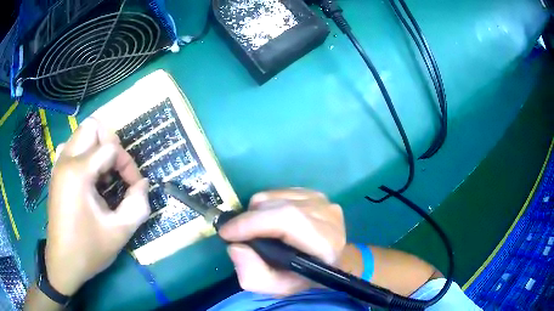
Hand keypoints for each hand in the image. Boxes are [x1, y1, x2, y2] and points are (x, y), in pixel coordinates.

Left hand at [46, 118, 150, 295]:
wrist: (63, 262)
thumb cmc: (88, 249)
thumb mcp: (120, 232)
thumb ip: (138, 205)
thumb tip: (143, 184)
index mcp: (78, 172)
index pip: (111, 148)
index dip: (128, 165)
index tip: (135, 188)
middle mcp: (65, 160)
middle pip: (92, 127)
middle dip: (110, 144)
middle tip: (117, 170)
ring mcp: (58, 165)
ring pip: (81, 134)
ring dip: (96, 147)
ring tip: (103, 174)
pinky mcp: (56, 173)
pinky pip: (71, 147)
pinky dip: (84, 153)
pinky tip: (89, 177)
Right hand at [219, 189, 345, 295]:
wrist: (331, 261)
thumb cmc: (304, 277)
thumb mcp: (278, 287)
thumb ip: (254, 275)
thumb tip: (236, 247)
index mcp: (326, 243)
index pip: (287, 220)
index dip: (252, 223)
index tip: (226, 233)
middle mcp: (328, 216)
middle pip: (277, 206)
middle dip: (248, 220)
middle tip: (236, 235)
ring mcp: (322, 201)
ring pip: (274, 196)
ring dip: (256, 212)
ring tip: (256, 230)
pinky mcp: (315, 193)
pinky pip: (278, 192)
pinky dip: (265, 205)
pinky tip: (269, 221)